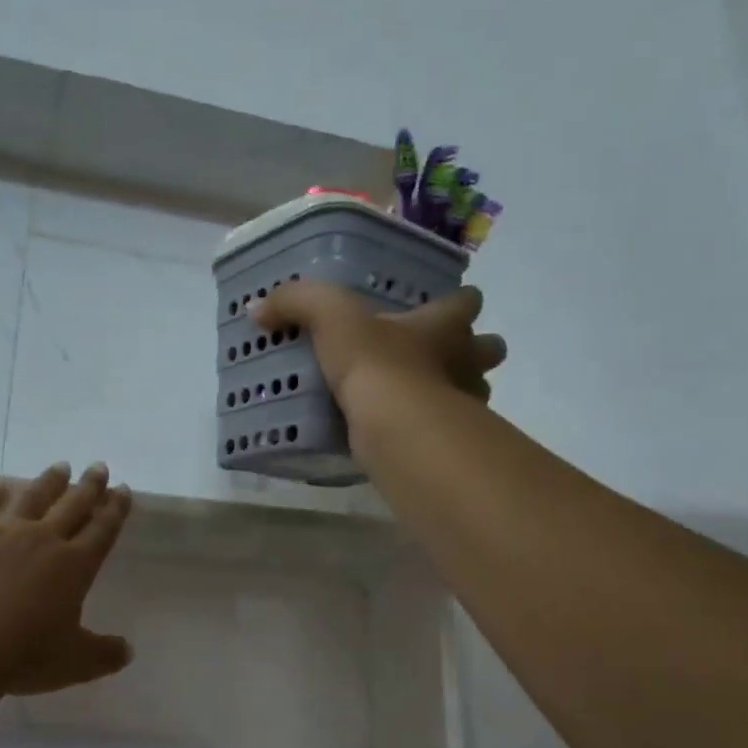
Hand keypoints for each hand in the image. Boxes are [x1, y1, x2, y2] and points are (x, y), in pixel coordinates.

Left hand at [0, 462, 133, 694]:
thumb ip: (105, 654)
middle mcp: (45, 540)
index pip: (103, 529)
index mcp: (76, 566)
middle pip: (73, 505)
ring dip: (49, 481)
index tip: (122, 488)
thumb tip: (128, 651)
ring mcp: (4, 533)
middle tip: (98, 466)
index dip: (115, 509)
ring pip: (33, 498)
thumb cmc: (25, 654)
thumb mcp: (75, 662)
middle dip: (89, 486)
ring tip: (60, 466)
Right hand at [250, 282, 506, 417]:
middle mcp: (466, 362)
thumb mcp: (331, 319)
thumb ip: (297, 304)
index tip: (442, 307)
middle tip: (439, 357)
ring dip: (455, 393)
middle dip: (473, 352)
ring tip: (419, 399)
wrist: (398, 429)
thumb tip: (259, 307)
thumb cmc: (377, 365)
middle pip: (489, 349)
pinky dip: (432, 432)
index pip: (466, 302)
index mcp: (444, 325)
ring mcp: (466, 406)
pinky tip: (404, 434)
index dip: (458, 302)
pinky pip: (449, 434)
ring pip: (476, 393)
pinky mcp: (451, 445)